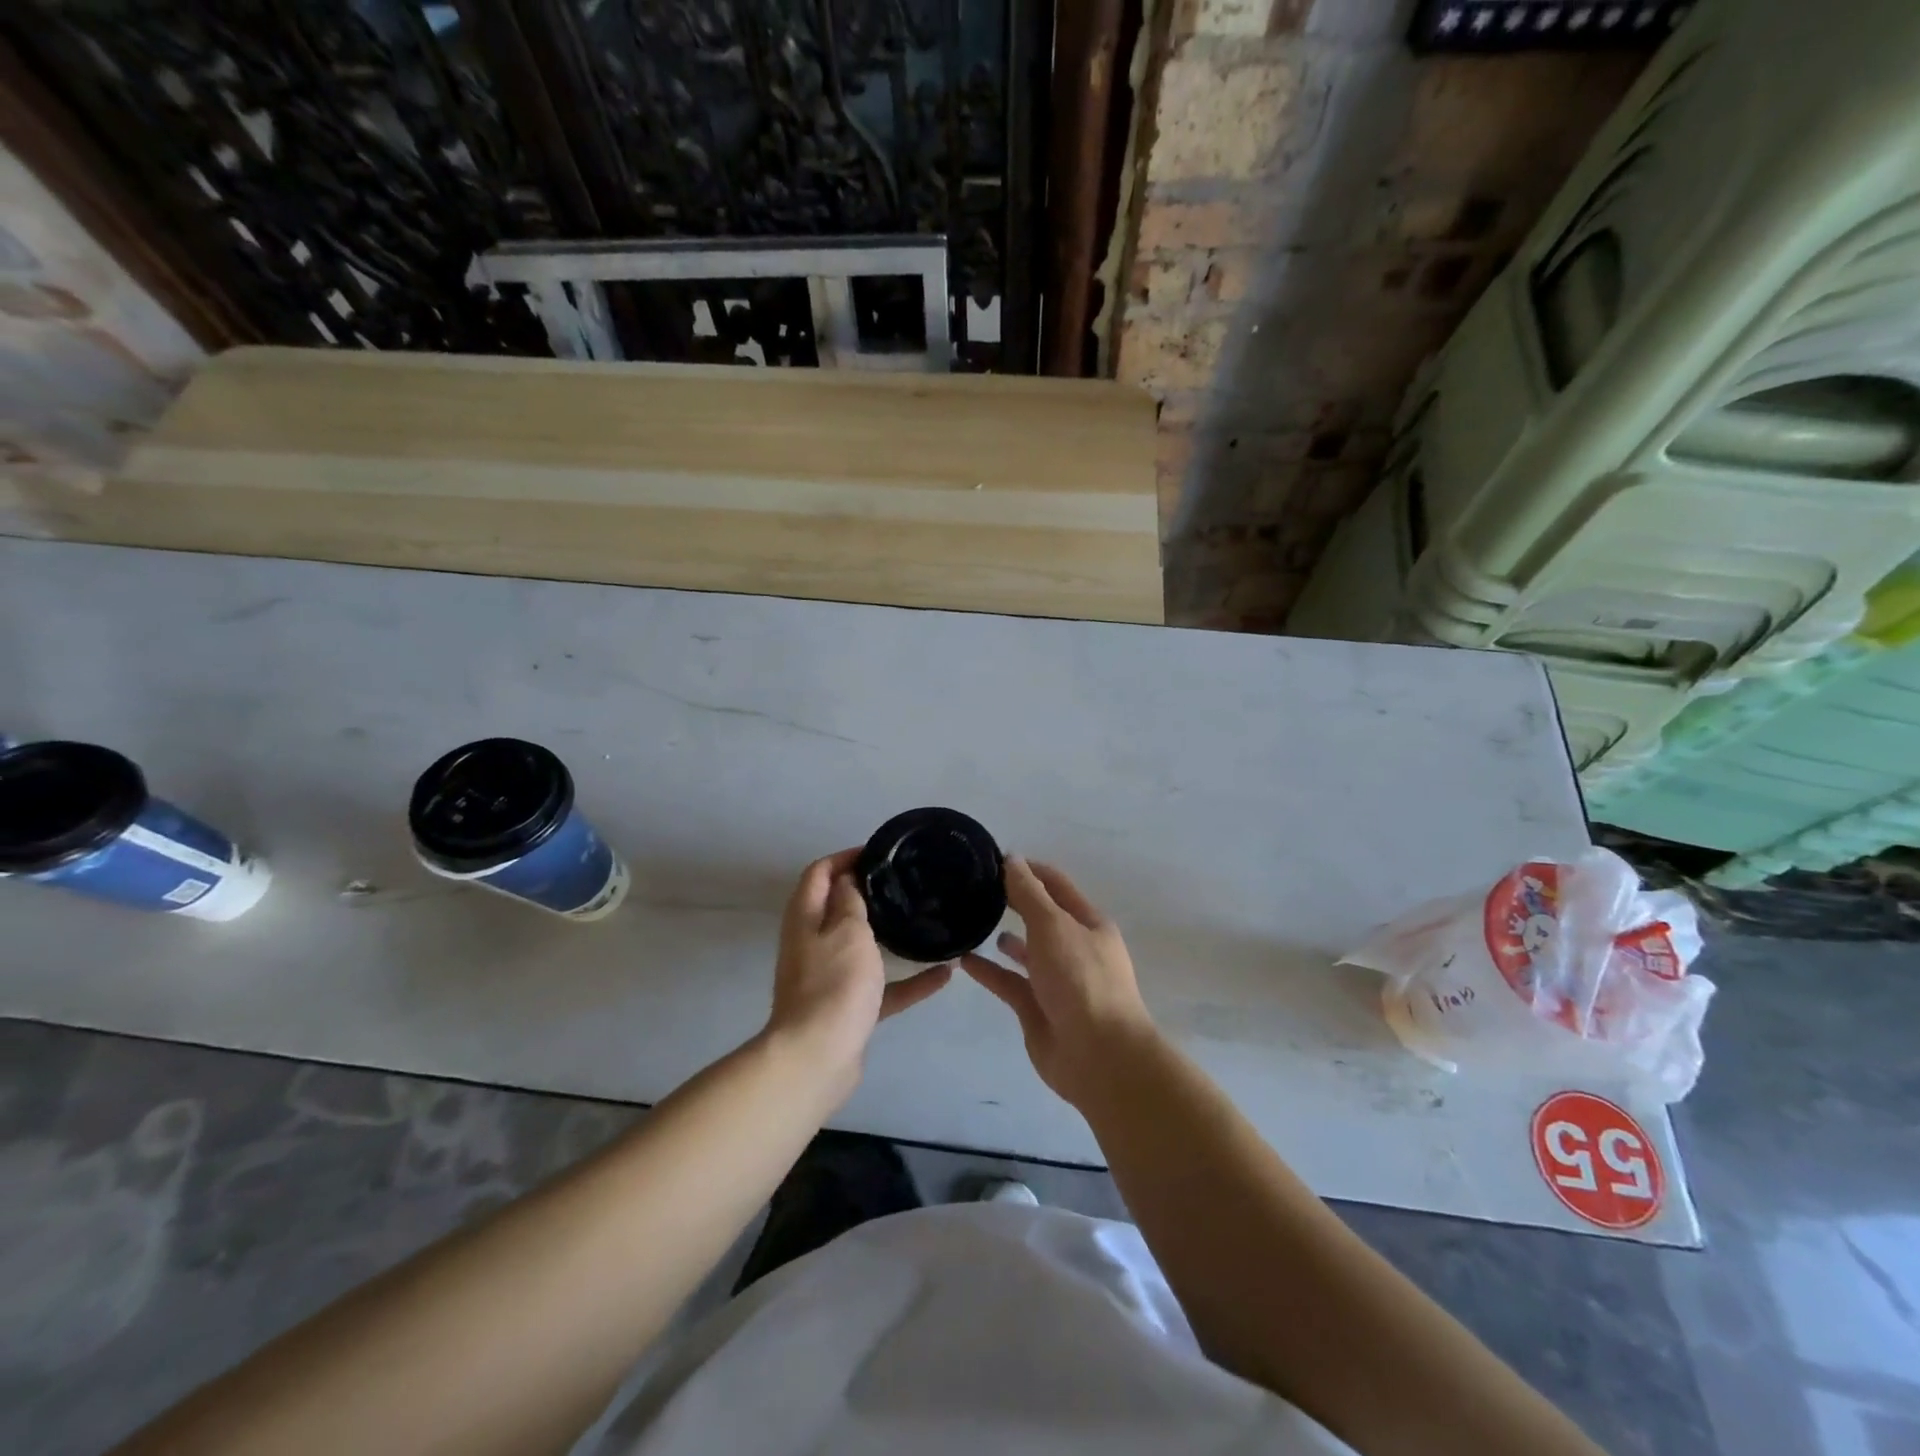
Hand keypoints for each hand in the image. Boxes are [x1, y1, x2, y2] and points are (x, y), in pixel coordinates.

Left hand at [765, 850, 951, 1103]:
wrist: (817, 1058)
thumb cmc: (834, 984)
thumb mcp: (847, 930)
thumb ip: (849, 901)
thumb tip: (847, 880)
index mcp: (806, 918)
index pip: (819, 873)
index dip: (845, 857)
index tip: (879, 853)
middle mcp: (812, 944)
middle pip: (837, 908)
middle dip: (867, 893)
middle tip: (905, 883)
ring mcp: (828, 978)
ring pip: (860, 947)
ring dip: (889, 935)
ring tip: (922, 921)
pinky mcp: (847, 1008)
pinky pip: (881, 987)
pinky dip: (908, 981)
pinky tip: (944, 975)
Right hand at [962, 858, 1157, 1108]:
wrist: (1098, 1056)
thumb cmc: (1080, 979)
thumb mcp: (1053, 926)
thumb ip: (1029, 893)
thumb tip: (1012, 858)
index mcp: (1088, 923)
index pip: (1055, 884)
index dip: (1028, 869)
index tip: (993, 860)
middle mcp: (1074, 948)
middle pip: (1040, 916)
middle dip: (1013, 902)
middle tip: (975, 889)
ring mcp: (1056, 980)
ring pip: (1026, 951)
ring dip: (1003, 937)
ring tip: (970, 922)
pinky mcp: (1037, 1009)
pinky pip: (1009, 983)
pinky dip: (989, 971)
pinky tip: (963, 960)